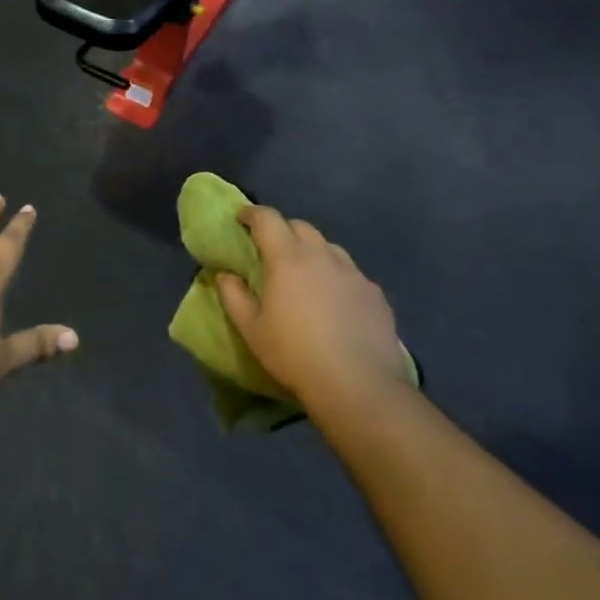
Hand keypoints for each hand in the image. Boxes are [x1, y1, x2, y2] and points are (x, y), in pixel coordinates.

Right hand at [215, 205, 408, 407]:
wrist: (358, 386)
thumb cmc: (294, 354)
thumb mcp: (251, 329)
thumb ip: (233, 296)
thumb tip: (225, 274)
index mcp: (287, 258)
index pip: (267, 218)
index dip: (251, 214)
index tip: (241, 219)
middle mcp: (321, 255)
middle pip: (300, 226)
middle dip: (282, 230)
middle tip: (271, 250)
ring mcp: (353, 273)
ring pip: (328, 247)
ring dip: (312, 252)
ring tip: (306, 275)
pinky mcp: (375, 293)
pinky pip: (351, 273)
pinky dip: (336, 276)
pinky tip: (336, 301)